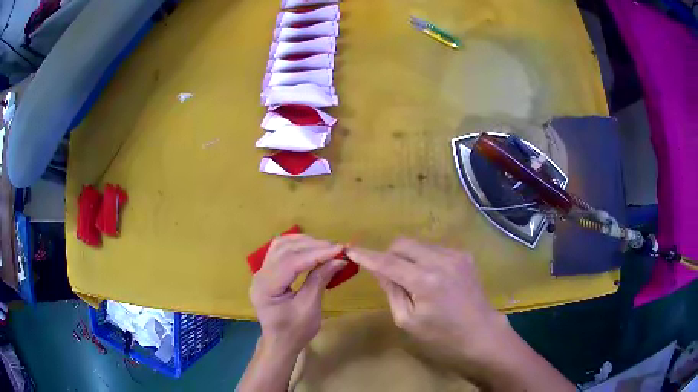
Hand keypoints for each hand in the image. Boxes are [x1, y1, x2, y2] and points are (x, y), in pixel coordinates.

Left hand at [250, 234, 346, 354]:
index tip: (339, 249)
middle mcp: (259, 275)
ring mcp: (261, 272)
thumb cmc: (295, 331)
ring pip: (281, 246)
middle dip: (312, 246)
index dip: (316, 254)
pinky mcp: (266, 272)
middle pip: (284, 250)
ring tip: (326, 246)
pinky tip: (311, 247)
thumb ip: (319, 280)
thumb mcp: (310, 308)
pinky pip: (279, 251)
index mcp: (266, 287)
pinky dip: (296, 246)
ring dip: (304, 243)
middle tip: (336, 248)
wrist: (281, 343)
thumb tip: (338, 259)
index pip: (291, 262)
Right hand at [347, 238, 506, 359]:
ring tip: (412, 279)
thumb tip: (379, 270)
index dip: (367, 256)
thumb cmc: (443, 337)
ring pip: (419, 244)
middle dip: (389, 254)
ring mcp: (455, 255)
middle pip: (403, 243)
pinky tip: (430, 277)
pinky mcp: (464, 256)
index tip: (351, 250)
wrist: (482, 334)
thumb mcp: (409, 321)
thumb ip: (392, 291)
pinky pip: (434, 248)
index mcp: (424, 281)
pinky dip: (424, 258)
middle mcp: (440, 261)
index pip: (387, 262)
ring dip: (407, 256)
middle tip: (387, 274)